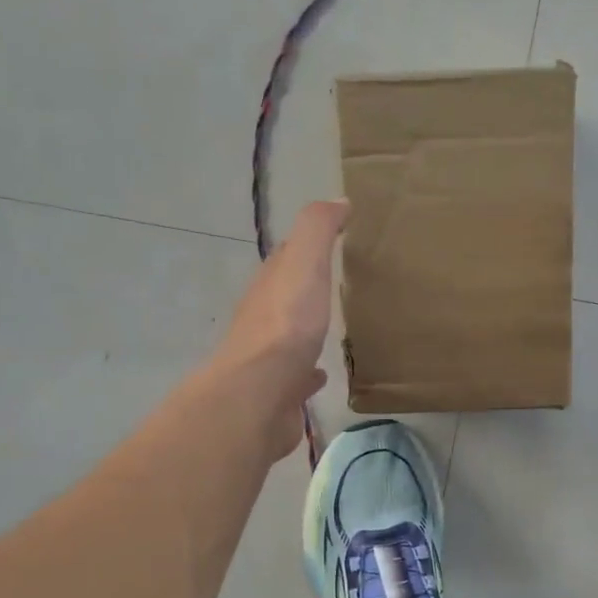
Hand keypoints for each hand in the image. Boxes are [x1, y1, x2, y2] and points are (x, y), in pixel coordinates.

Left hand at [212, 200, 348, 456]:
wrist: (259, 396)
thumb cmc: (284, 325)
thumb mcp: (302, 264)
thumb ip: (317, 231)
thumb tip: (337, 201)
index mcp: (269, 285)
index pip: (286, 257)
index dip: (308, 245)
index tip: (337, 238)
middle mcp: (264, 319)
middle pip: (286, 297)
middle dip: (306, 289)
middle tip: (338, 284)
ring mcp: (270, 360)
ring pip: (291, 338)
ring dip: (307, 330)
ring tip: (333, 327)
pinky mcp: (281, 394)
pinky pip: (298, 378)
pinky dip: (310, 373)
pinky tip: (322, 374)